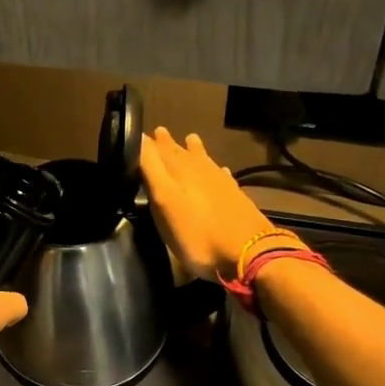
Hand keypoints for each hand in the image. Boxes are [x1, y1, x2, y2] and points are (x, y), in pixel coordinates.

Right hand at [140, 128, 277, 281]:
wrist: (247, 253)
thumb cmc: (197, 233)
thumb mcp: (164, 201)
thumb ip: (152, 169)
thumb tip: (139, 137)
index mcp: (180, 170)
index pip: (158, 149)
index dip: (146, 142)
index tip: (137, 133)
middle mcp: (200, 170)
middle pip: (181, 152)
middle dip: (168, 143)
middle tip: (160, 132)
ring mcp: (220, 183)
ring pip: (203, 160)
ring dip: (194, 150)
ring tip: (190, 138)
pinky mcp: (235, 197)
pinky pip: (222, 176)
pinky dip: (216, 170)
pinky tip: (220, 170)